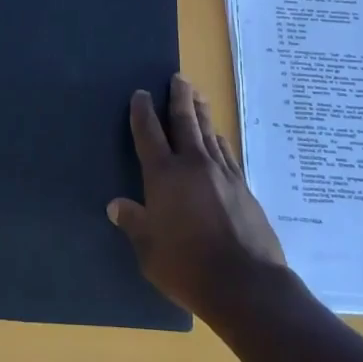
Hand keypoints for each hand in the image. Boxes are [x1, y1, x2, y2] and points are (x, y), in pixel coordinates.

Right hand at [108, 74, 286, 321]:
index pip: (149, 134)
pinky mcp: (243, 187)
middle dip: (179, 97)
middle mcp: (193, 165)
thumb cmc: (187, 267)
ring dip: (201, 111)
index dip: (143, 112)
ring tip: (197, 95)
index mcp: (164, 176)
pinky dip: (219, 139)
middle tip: (178, 77)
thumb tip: (116, 205)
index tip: (141, 93)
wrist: (246, 284)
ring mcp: (222, 173)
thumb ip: (133, 223)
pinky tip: (218, 137)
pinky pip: (227, 152)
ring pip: (209, 132)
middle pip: (184, 121)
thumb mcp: (149, 250)